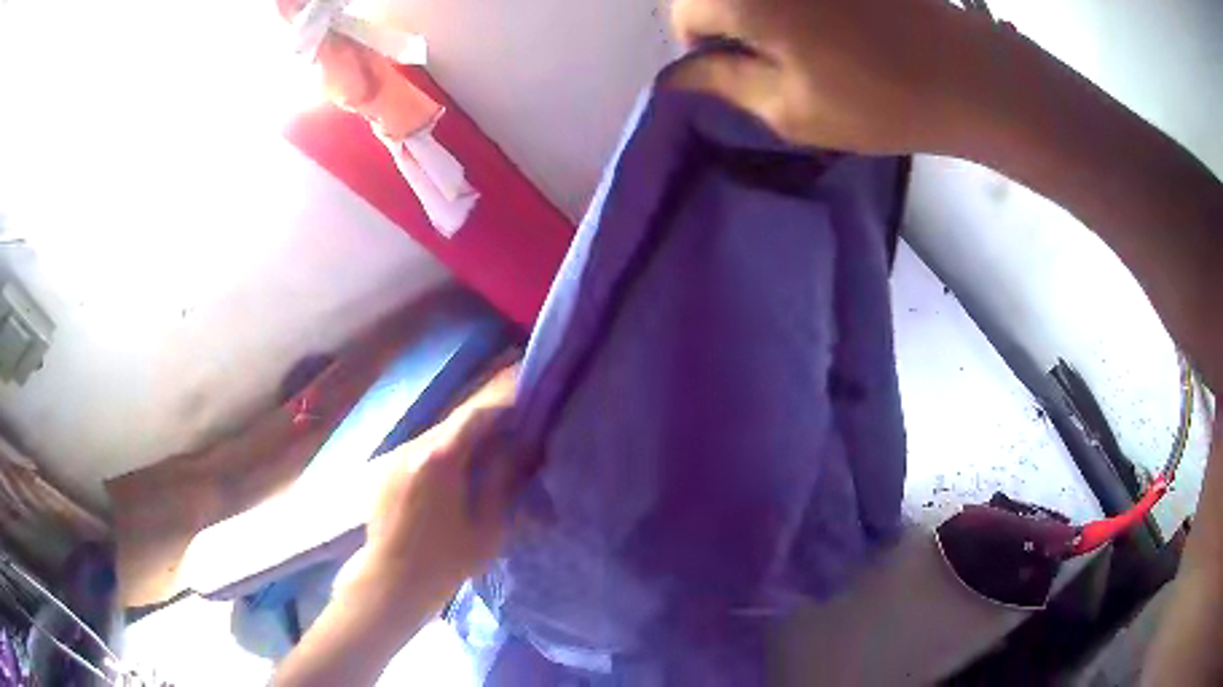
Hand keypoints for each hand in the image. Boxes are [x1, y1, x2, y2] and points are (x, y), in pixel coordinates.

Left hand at [348, 368, 521, 616]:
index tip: (526, 397)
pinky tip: (456, 470)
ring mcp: (396, 456)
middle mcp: (414, 447)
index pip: (476, 413)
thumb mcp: (488, 526)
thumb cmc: (446, 560)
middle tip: (514, 421)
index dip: (503, 401)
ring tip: (489, 446)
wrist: (392, 580)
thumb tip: (522, 445)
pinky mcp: (386, 469)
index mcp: (441, 459)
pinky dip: (445, 450)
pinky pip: (422, 449)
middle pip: (455, 420)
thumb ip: (504, 479)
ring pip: (437, 433)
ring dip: (464, 435)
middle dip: (486, 417)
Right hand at [667, 0, 987, 153]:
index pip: (685, 14)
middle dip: (735, 23)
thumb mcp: (791, 109)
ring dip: (768, 14)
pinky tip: (837, 23)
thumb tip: (677, 76)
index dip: (708, 49)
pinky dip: (804, 8)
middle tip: (783, 56)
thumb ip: (723, 85)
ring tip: (817, 41)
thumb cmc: (880, 100)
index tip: (749, 73)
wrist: (968, 73)